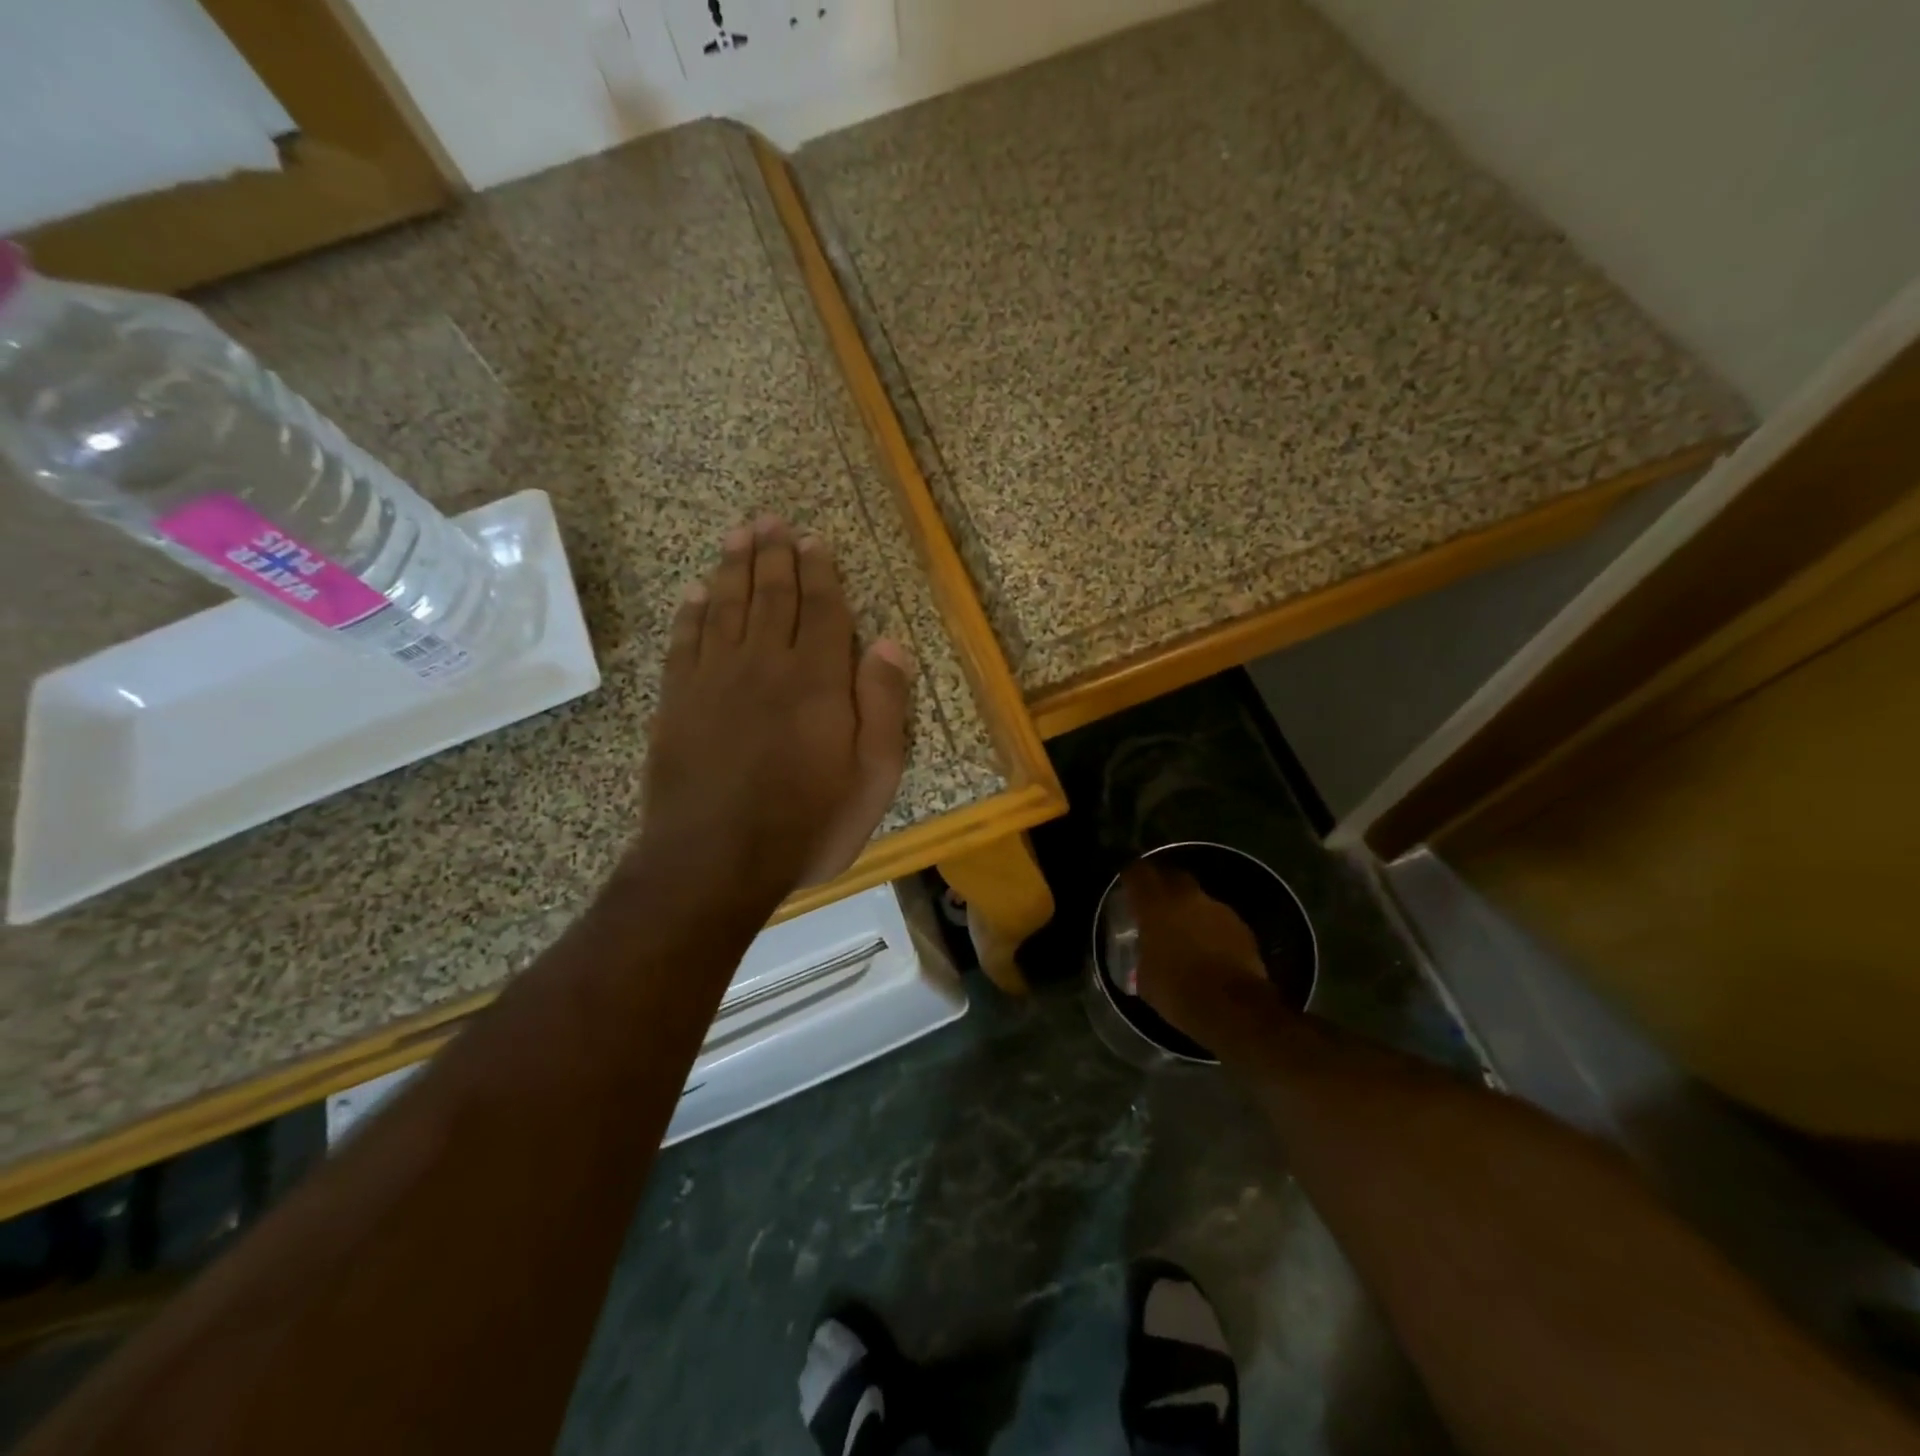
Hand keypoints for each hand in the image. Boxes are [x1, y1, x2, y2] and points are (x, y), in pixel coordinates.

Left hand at [634, 515, 911, 905]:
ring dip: (733, 568)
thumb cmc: (807, 824)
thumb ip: (884, 706)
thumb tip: (890, 643)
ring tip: (738, 535)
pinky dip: (691, 612)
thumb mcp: (873, 777)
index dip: (820, 573)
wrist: (715, 860)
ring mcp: (714, 679)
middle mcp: (764, 664)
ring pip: (726, 607)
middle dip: (774, 555)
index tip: (815, 541)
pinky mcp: (677, 701)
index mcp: (817, 680)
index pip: (822, 610)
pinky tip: (696, 593)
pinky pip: (685, 641)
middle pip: (771, 596)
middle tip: (771, 521)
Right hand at [1124, 861, 1274, 1043]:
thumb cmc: (1178, 992)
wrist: (1233, 1008)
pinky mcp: (1241, 926)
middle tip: (1155, 903)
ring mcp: (1217, 909)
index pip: (1138, 873)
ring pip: (1198, 898)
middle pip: (1172, 876)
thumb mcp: (1145, 978)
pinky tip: (1209, 949)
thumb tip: (1147, 955)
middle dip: (1163, 884)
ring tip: (1185, 931)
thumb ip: (1144, 955)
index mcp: (1155, 906)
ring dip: (1189, 909)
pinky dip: (1210, 927)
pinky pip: (1219, 919)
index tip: (1127, 885)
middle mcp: (1186, 898)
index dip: (1131, 876)